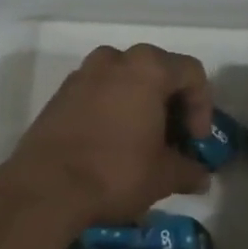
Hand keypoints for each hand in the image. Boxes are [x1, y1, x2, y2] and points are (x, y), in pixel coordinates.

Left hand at [0, 44, 213, 229]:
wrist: (45, 189)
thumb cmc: (115, 172)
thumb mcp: (163, 176)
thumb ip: (189, 170)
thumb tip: (201, 177)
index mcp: (147, 68)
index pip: (192, 73)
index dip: (202, 107)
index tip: (196, 141)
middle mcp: (114, 60)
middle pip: (158, 71)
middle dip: (172, 104)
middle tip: (174, 139)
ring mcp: (83, 74)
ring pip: (125, 80)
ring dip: (141, 104)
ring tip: (144, 141)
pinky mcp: (60, 94)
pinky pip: (99, 92)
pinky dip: (113, 109)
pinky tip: (114, 143)